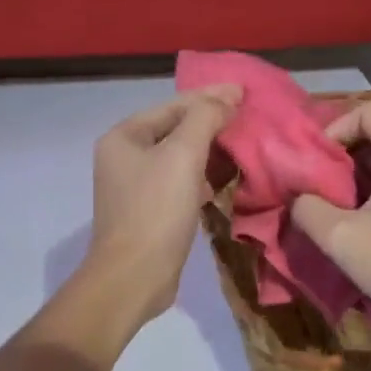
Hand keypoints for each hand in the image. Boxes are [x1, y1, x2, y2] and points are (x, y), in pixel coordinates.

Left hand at [76, 85, 242, 332]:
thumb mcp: (183, 155)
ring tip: (240, 147)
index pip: (173, 105)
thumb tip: (228, 94)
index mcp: (124, 136)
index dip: (210, 97)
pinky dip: (199, 179)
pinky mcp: (147, 212)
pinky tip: (219, 184)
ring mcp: (133, 186)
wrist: (133, 277)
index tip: (246, 93)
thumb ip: (205, 118)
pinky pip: (177, 183)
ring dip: (208, 152)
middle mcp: (123, 157)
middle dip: (210, 124)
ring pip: (177, 158)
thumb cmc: (156, 210)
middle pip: (174, 129)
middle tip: (247, 119)